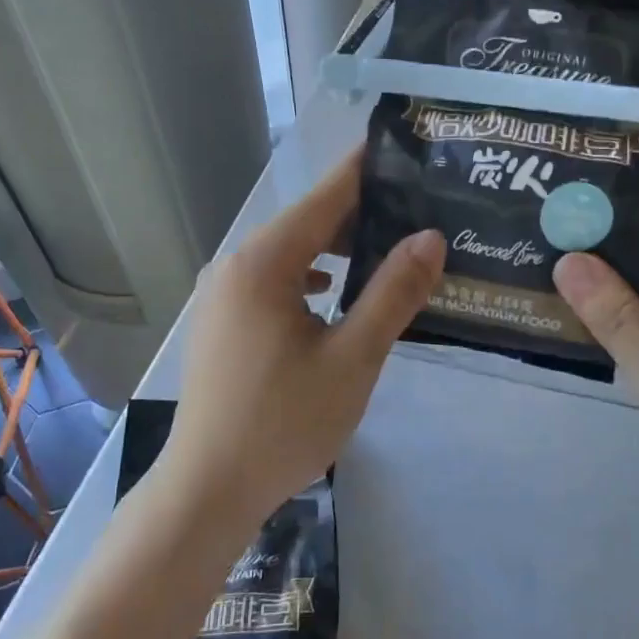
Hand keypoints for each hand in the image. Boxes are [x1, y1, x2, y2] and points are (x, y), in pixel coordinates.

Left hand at [163, 150, 443, 527]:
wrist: (208, 490)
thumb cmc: (284, 423)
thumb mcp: (352, 358)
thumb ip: (392, 294)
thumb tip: (430, 237)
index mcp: (264, 264)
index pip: (325, 197)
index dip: (366, 171)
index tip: (405, 149)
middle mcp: (235, 267)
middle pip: (306, 224)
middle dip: (360, 216)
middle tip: (417, 213)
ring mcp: (222, 297)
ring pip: (290, 256)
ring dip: (336, 251)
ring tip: (387, 253)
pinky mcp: (221, 325)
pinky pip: (274, 284)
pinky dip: (310, 280)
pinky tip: (336, 297)